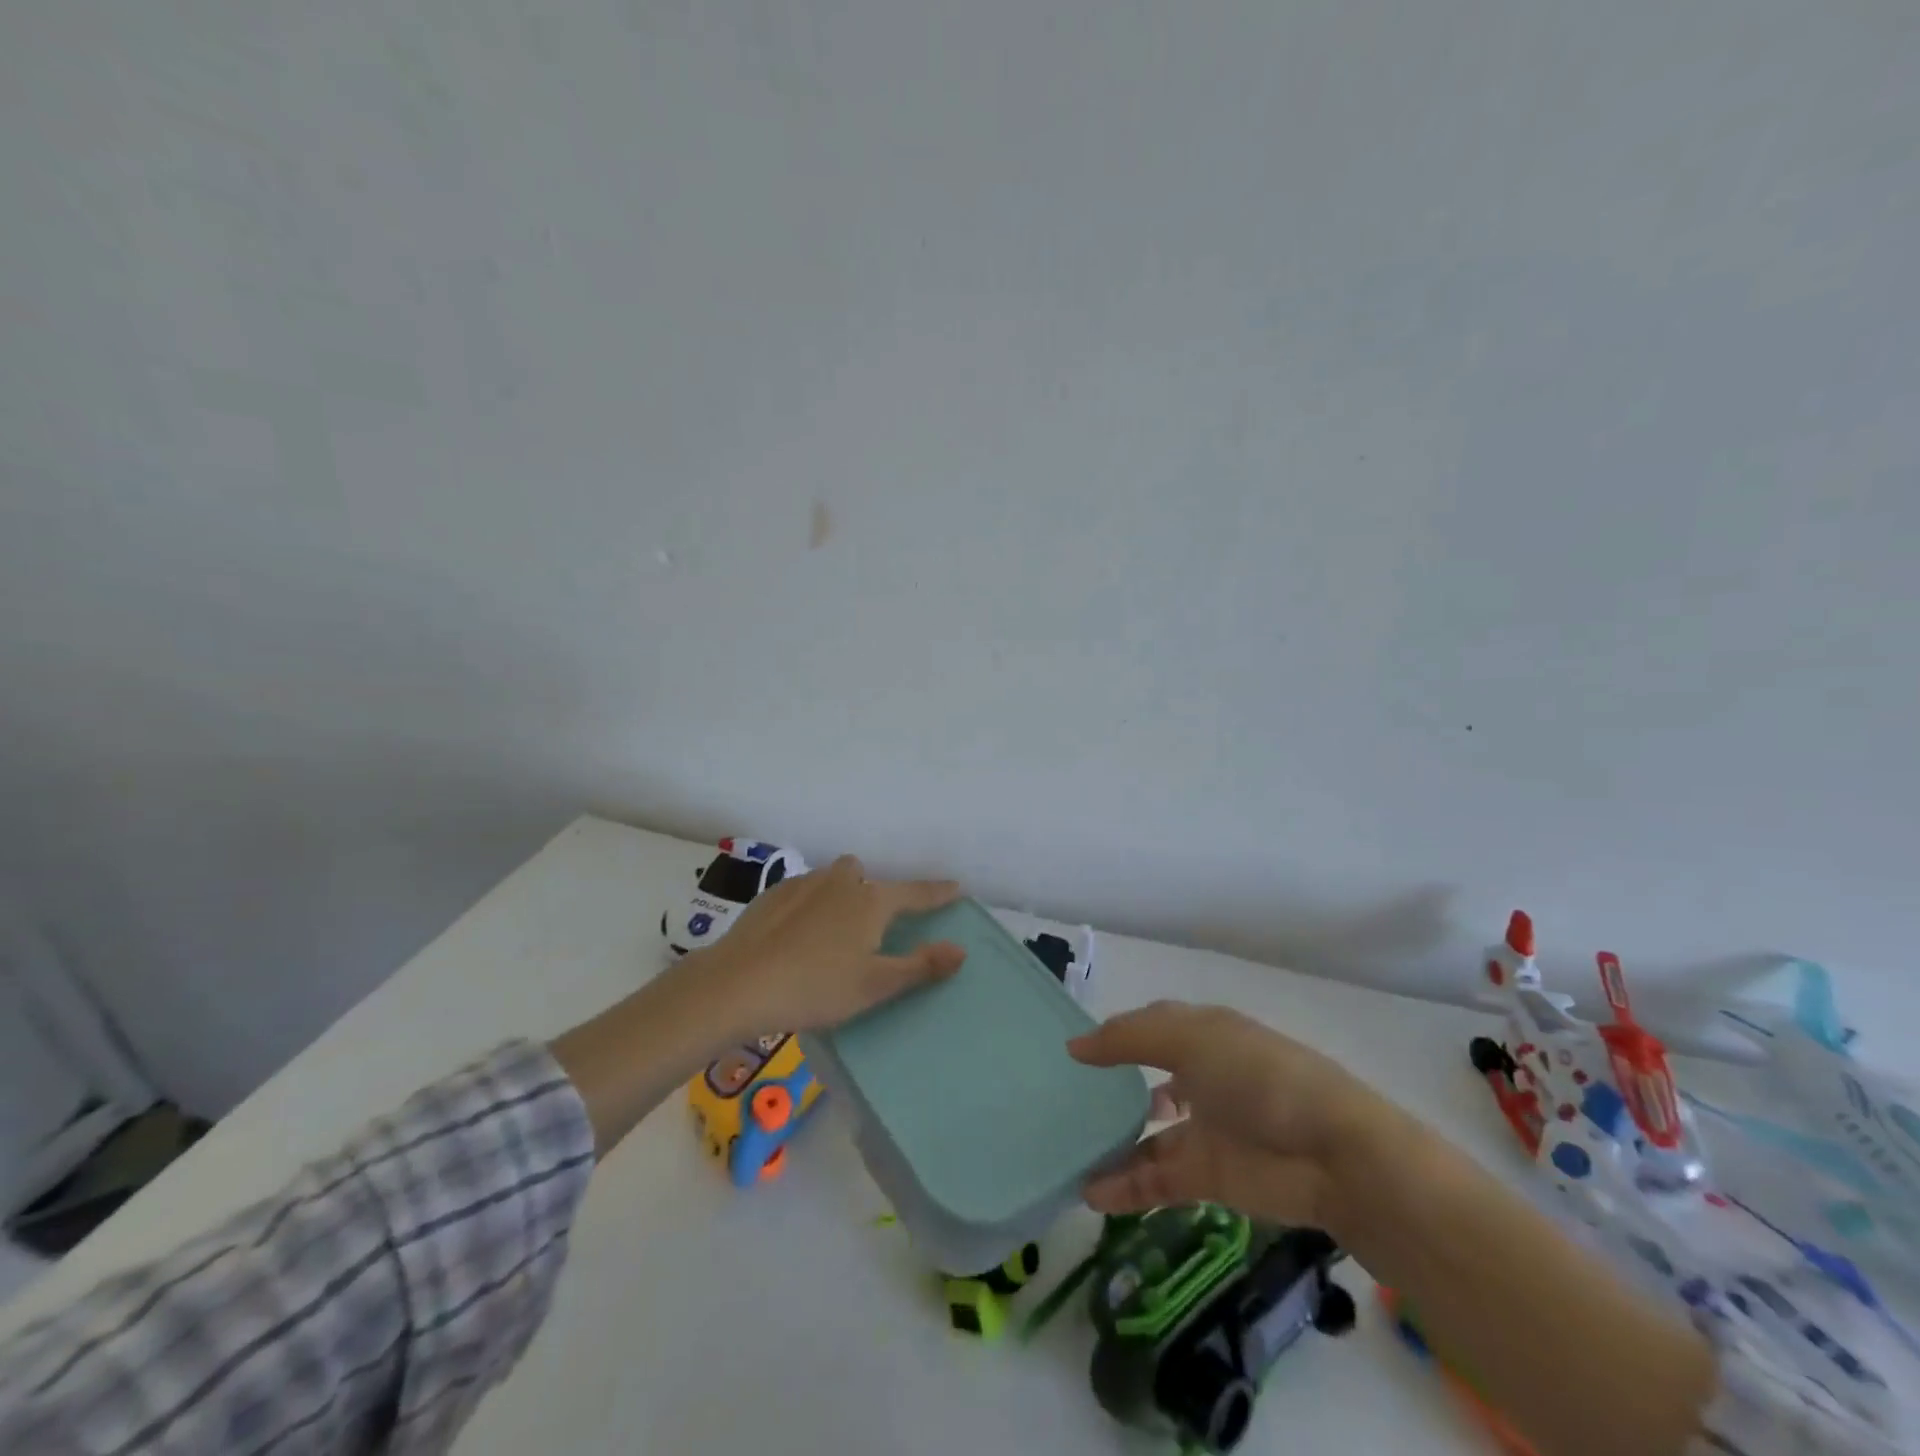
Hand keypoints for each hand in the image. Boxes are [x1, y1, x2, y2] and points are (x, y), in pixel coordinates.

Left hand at [691, 855, 964, 1038]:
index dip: (937, 893)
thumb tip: (961, 949)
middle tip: (870, 925)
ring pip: (831, 879)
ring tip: (831, 931)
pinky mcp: (772, 895)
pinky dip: (808, 904)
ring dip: (838, 894)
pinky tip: (796, 934)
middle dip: (872, 891)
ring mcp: (803, 884)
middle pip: (864, 874)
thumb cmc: (816, 987)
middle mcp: (841, 882)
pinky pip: (803, 891)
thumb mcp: (875, 985)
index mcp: (871, 901)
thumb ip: (920, 966)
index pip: (915, 893)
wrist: (738, 984)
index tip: (955, 887)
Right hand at [1068, 1001, 1376, 1225]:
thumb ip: (1128, 1040)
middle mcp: (1202, 1078)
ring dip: (1112, 1144)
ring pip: (1147, 1135)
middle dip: (1112, 1089)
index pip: (1151, 1028)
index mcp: (1203, 1036)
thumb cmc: (1258, 1077)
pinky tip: (1090, 1193)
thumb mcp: (1190, 1040)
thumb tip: (1075, 1045)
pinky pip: (1156, 1179)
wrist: (1332, 1156)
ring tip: (1068, 1152)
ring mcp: (1206, 1129)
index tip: (1075, 1048)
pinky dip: (1125, 1186)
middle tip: (1066, 1100)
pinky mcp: (1208, 1177)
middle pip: (1147, 1081)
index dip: (1117, 1034)